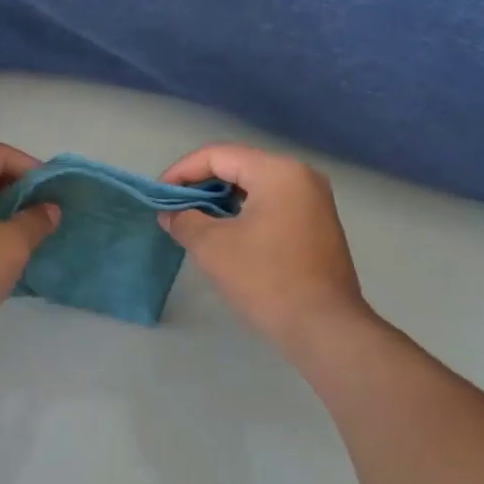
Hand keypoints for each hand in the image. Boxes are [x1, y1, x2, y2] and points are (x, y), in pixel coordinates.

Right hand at [159, 144, 371, 355]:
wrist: (324, 326)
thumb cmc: (266, 279)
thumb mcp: (213, 247)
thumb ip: (185, 221)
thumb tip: (171, 214)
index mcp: (278, 172)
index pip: (219, 156)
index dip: (182, 172)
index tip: (159, 195)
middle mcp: (301, 176)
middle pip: (239, 167)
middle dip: (201, 186)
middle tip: (173, 209)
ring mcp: (314, 201)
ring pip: (256, 187)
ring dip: (222, 201)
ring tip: (194, 223)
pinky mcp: (317, 225)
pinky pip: (272, 205)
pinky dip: (244, 213)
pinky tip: (225, 235)